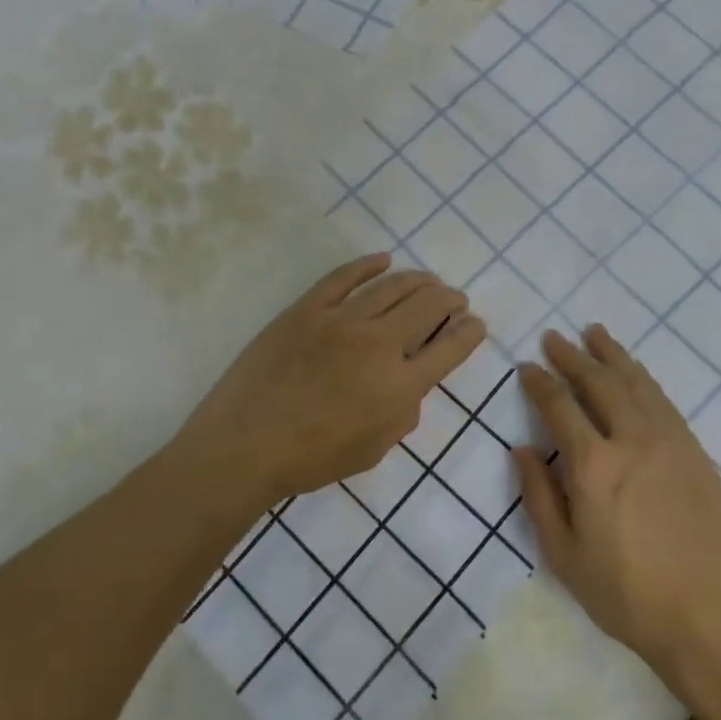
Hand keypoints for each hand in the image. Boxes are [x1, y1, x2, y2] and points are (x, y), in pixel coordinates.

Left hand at [175, 253, 484, 510]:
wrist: (245, 445)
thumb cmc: (311, 459)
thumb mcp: (373, 450)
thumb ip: (403, 413)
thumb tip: (410, 383)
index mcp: (399, 387)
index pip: (449, 349)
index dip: (469, 333)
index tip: (476, 324)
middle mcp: (377, 345)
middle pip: (427, 307)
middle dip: (450, 299)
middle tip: (455, 298)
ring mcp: (340, 321)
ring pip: (391, 286)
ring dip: (417, 280)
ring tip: (429, 279)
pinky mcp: (307, 309)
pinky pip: (343, 277)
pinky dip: (367, 265)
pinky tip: (383, 260)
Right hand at [512, 326, 720, 687]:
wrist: (708, 619)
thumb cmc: (625, 593)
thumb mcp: (563, 554)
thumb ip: (538, 495)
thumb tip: (522, 449)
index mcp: (593, 465)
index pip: (559, 405)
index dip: (540, 382)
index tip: (527, 367)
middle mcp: (632, 440)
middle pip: (598, 382)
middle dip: (572, 356)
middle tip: (555, 338)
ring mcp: (670, 442)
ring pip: (636, 383)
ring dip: (612, 355)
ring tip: (594, 333)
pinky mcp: (696, 452)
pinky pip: (664, 401)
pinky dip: (643, 379)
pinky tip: (635, 372)